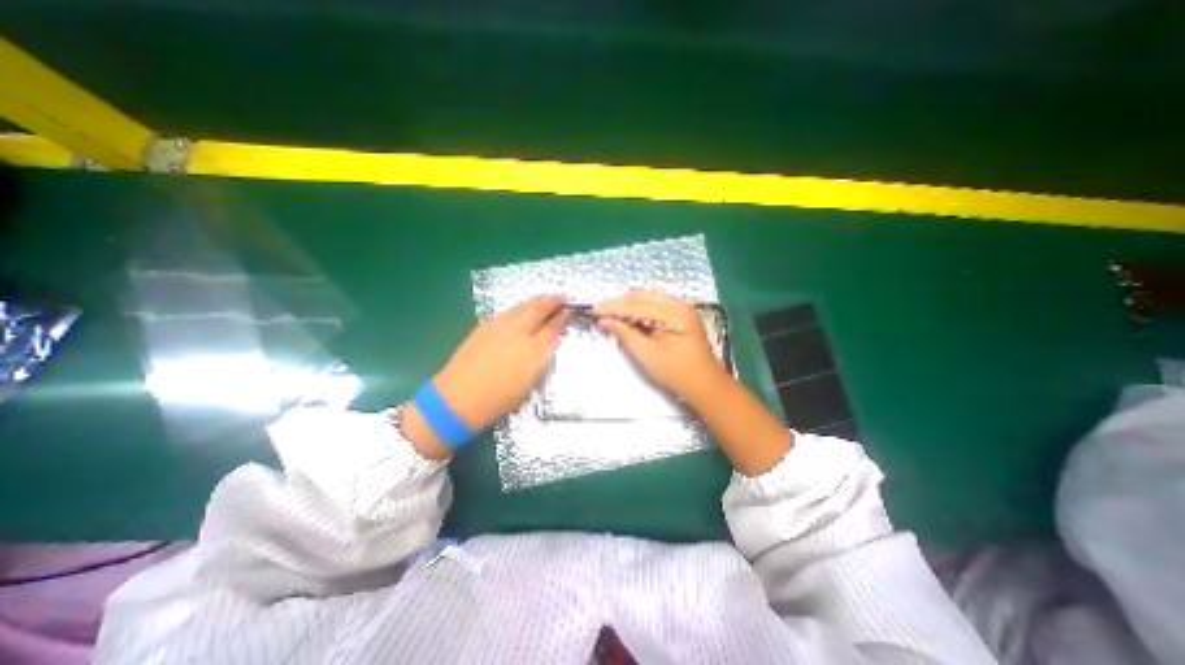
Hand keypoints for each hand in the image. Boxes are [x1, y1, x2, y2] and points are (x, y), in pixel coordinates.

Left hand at [404, 295, 568, 455]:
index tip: (569, 311)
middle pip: (539, 310)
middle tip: (562, 297)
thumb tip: (546, 344)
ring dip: (536, 300)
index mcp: (534, 351)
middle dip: (552, 301)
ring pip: (522, 306)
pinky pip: (508, 311)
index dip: (562, 317)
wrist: (459, 399)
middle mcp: (519, 333)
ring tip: (545, 297)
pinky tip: (522, 308)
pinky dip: (519, 307)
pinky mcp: (485, 326)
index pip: (553, 328)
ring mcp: (500, 327)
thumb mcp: (529, 383)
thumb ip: (539, 359)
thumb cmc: (499, 400)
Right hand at [589, 290, 727, 404]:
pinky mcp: (682, 315)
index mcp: (673, 313)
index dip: (613, 308)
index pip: (636, 305)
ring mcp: (682, 308)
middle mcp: (679, 304)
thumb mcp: (646, 354)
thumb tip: (605, 321)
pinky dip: (640, 310)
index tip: (594, 312)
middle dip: (619, 303)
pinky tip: (629, 318)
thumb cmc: (675, 372)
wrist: (705, 385)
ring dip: (629, 305)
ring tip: (611, 315)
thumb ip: (624, 333)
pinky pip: (656, 305)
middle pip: (642, 296)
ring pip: (648, 298)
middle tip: (601, 313)